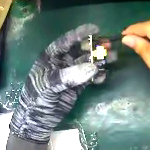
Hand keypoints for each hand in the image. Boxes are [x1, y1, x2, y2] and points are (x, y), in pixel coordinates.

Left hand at [10, 24, 101, 142]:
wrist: (36, 121)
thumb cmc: (36, 99)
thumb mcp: (48, 85)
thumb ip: (68, 76)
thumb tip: (93, 67)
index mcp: (51, 57)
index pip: (66, 41)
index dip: (80, 33)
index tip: (96, 29)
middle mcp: (62, 63)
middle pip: (81, 51)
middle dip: (95, 47)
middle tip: (109, 46)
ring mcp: (71, 74)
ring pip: (88, 63)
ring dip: (100, 60)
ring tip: (113, 58)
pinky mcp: (77, 87)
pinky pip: (90, 78)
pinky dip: (97, 76)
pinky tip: (103, 77)